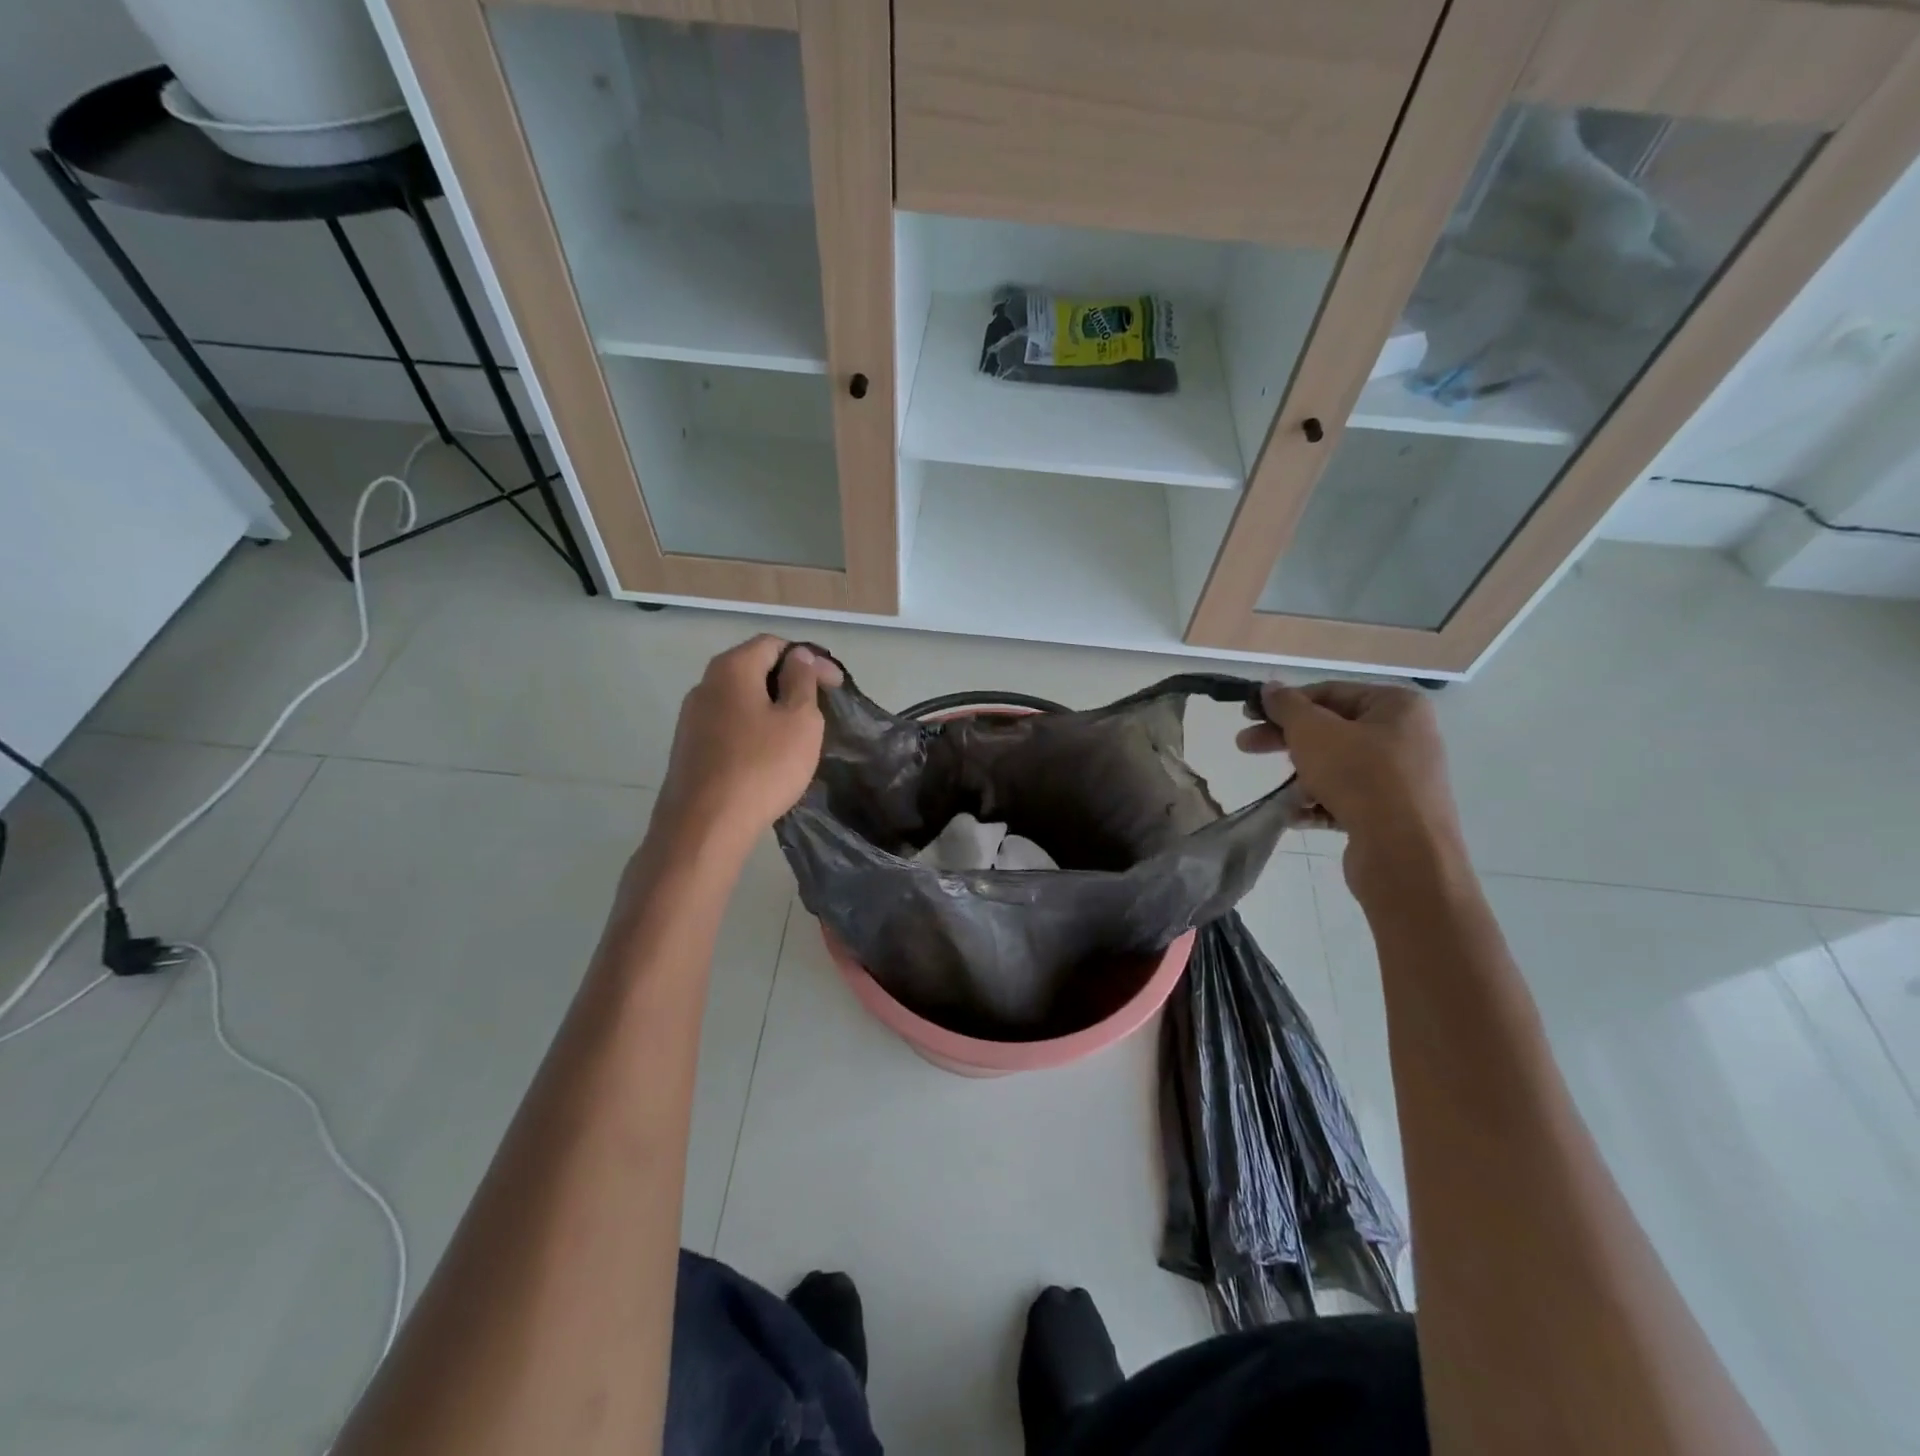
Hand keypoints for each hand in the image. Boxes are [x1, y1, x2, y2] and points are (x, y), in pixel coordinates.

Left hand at [653, 636, 842, 855]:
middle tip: (820, 708)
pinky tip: (769, 755)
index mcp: (732, 668)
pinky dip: (753, 729)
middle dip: (790, 682)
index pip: (774, 644)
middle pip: (754, 668)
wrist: (704, 825)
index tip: (835, 685)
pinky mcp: (689, 748)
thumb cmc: (762, 766)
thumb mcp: (800, 720)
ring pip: (741, 699)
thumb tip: (798, 656)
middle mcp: (705, 684)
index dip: (809, 658)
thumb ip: (802, 681)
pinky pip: (729, 725)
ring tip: (798, 733)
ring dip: (771, 707)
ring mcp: (692, 718)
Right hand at [1238, 681, 1465, 895]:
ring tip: (1281, 795)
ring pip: (1336, 766)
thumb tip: (1270, 688)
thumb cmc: (1359, 777)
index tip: (1248, 715)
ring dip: (1302, 778)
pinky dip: (1319, 804)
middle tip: (1245, 745)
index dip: (1285, 702)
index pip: (1329, 692)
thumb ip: (1287, 706)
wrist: (1404, 853)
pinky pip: (1347, 798)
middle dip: (1286, 740)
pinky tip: (1296, 816)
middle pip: (1331, 730)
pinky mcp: (1393, 813)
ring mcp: (1401, 777)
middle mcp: (1405, 736)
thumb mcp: (1312, 732)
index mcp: (1396, 706)